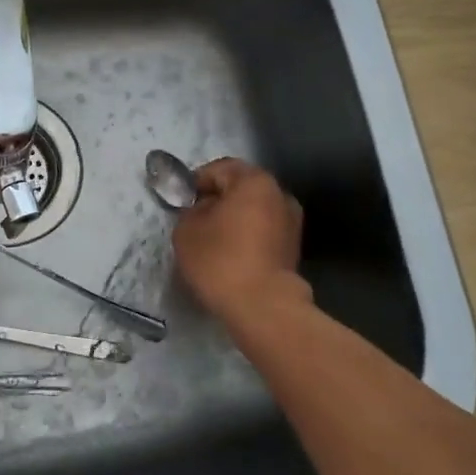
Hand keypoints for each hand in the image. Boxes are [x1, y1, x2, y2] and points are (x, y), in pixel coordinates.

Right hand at [172, 158, 309, 326]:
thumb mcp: (186, 229)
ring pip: (254, 210)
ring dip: (235, 219)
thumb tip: (204, 209)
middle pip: (241, 188)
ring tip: (213, 240)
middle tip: (196, 220)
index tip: (182, 202)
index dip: (196, 182)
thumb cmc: (220, 259)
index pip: (219, 169)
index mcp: (254, 181)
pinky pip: (263, 231)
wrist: (262, 305)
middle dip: (218, 200)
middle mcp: (280, 194)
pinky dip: (248, 237)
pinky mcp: (293, 248)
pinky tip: (231, 255)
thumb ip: (192, 210)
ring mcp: (292, 222)